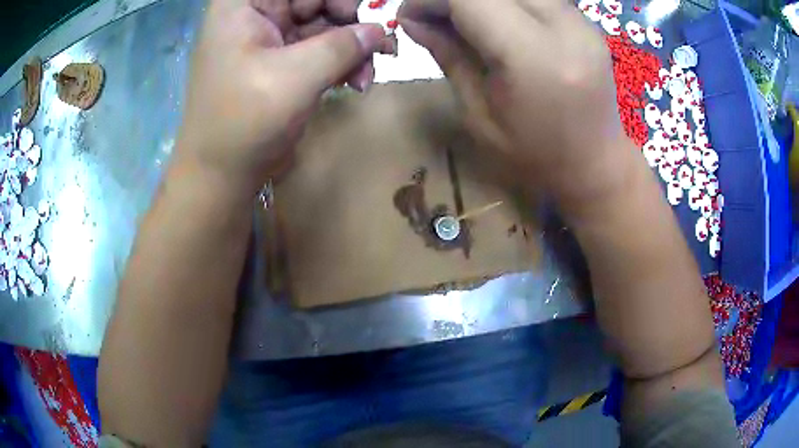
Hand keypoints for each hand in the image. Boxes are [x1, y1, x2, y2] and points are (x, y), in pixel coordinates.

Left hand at [175, 0, 389, 196]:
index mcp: (244, 4)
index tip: (354, 16)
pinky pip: (320, 48)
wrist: (221, 175)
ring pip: (323, 23)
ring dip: (351, 46)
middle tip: (374, 43)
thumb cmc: (243, 122)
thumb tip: (379, 29)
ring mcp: (270, 36)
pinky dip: (342, 62)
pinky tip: (357, 81)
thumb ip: (341, 46)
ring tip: (368, 74)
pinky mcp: (282, 60)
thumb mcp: (294, 77)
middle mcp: (256, 12)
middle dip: (348, 20)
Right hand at [399, 0, 629, 207]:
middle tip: (433, 19)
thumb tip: (411, 19)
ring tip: (462, 22)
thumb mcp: (479, 115)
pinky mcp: (586, 22)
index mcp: (534, 57)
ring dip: (479, 0)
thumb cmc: (535, 156)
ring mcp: (581, 21)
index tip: (410, 16)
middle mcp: (565, 27)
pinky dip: (505, 4)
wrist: (596, 166)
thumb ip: (448, 55)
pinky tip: (495, 24)